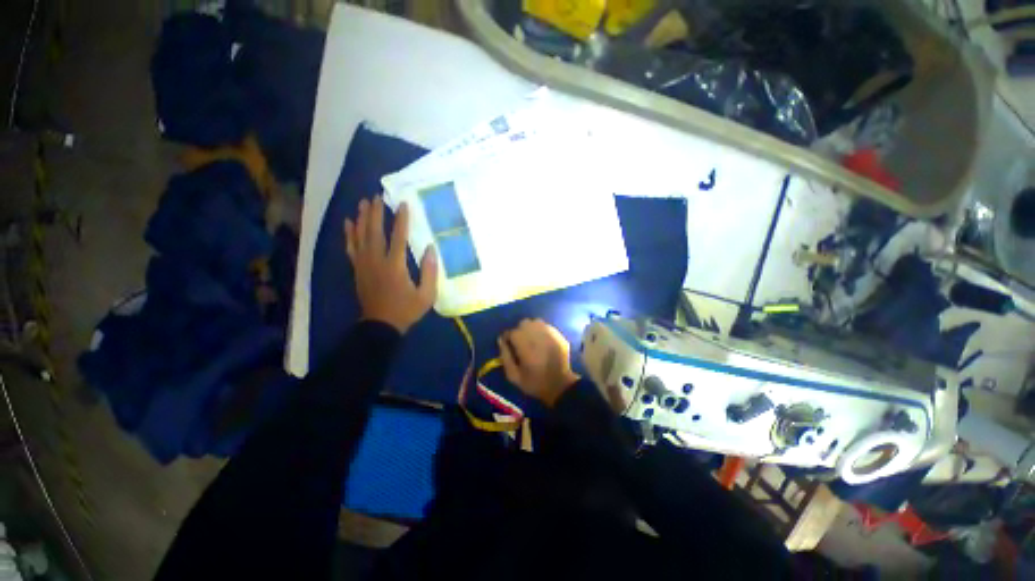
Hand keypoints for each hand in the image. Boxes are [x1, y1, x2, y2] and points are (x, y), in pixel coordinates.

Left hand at [344, 196, 437, 333]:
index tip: (402, 203)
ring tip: (362, 203)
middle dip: (375, 213)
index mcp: (395, 265)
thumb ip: (430, 272)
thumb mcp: (426, 295)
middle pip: (374, 231)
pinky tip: (348, 223)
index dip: (401, 219)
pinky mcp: (357, 269)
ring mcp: (364, 264)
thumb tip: (431, 249)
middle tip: (376, 196)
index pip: (398, 237)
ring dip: (361, 218)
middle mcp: (377, 260)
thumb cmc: (406, 310)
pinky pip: (351, 248)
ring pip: (360, 236)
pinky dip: (349, 234)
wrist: (380, 325)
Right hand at [498, 319, 579, 407]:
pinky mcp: (558, 334)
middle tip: (521, 344)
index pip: (510, 332)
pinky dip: (542, 332)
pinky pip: (546, 327)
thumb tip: (500, 340)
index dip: (507, 339)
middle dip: (519, 332)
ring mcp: (549, 332)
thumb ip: (505, 356)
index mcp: (524, 343)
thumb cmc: (535, 382)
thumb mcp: (514, 375)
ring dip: (531, 329)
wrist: (560, 386)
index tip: (509, 347)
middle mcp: (536, 333)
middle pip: (523, 324)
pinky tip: (543, 343)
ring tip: (532, 342)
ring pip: (535, 322)